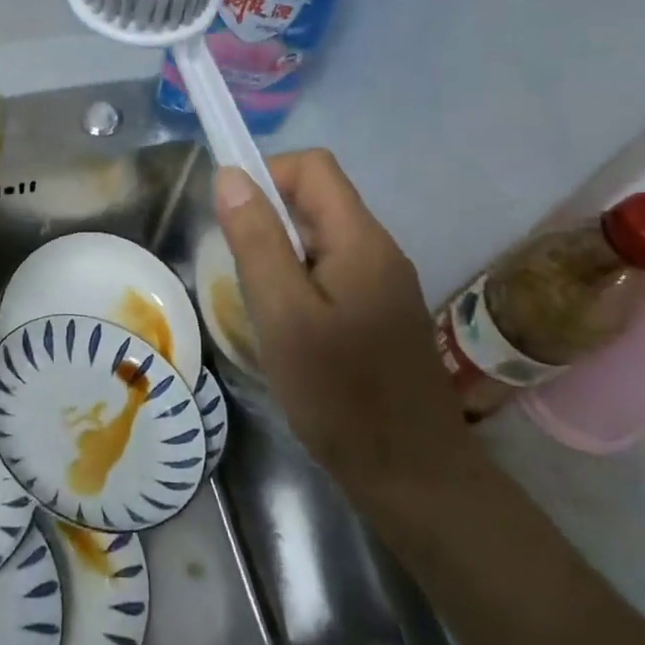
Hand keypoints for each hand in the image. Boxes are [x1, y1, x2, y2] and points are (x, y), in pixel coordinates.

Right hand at [213, 152, 485, 513]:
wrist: (414, 478)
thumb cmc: (340, 395)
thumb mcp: (283, 314)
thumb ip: (256, 240)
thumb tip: (230, 175)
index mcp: (360, 239)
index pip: (312, 166)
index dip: (266, 175)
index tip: (233, 221)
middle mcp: (378, 249)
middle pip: (317, 199)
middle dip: (269, 220)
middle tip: (243, 273)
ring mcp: (384, 282)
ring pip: (321, 237)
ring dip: (282, 254)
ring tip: (262, 305)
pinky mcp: (381, 312)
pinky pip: (332, 270)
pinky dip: (300, 281)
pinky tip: (290, 328)